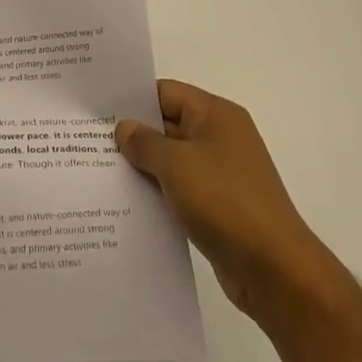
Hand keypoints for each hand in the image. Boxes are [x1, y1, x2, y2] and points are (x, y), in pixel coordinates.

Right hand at [115, 80, 326, 322]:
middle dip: (132, 135)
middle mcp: (220, 138)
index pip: (165, 92)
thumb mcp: (175, 164)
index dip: (131, 99)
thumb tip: (124, 128)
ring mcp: (221, 173)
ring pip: (171, 160)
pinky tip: (127, 203)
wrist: (274, 269)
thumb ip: (144, 142)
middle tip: (88, 141)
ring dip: (142, 167)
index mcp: (216, 115)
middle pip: (167, 125)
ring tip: (99, 172)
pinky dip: (157, 193)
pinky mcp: (218, 206)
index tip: (96, 109)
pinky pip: (179, 189)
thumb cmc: (224, 201)